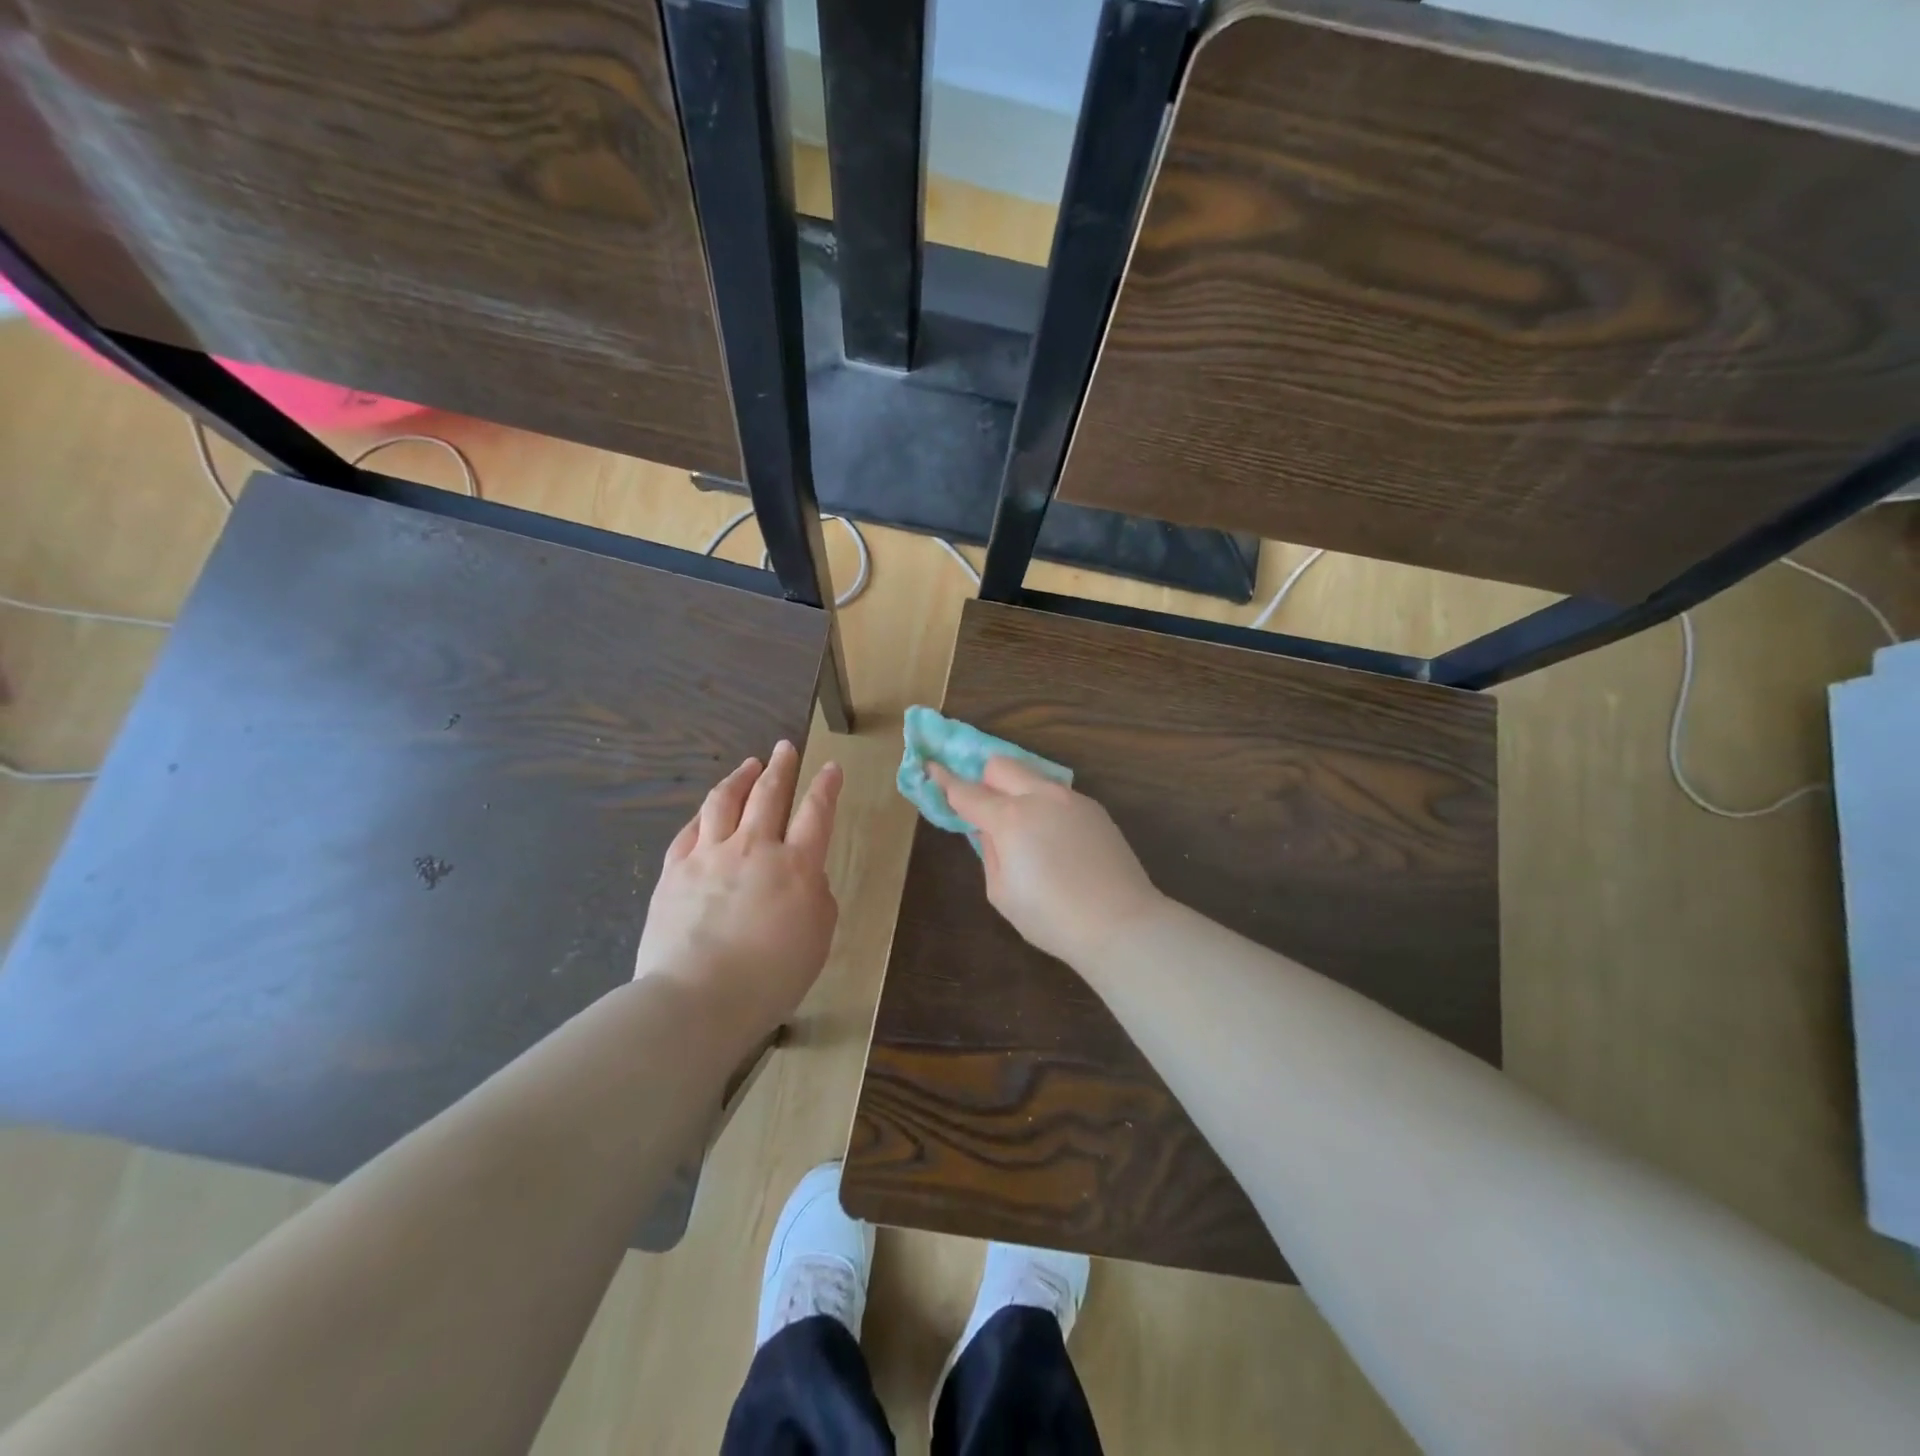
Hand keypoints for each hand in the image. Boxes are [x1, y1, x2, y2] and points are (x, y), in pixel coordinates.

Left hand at [634, 740, 842, 1040]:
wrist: (697, 997)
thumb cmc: (769, 976)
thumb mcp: (817, 939)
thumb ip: (817, 899)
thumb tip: (806, 878)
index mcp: (795, 865)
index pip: (815, 813)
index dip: (825, 787)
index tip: (831, 767)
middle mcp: (753, 848)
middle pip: (768, 794)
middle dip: (781, 767)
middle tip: (785, 748)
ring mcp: (709, 855)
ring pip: (725, 801)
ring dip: (741, 778)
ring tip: (749, 764)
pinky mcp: (675, 871)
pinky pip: (690, 830)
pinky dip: (703, 813)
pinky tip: (706, 808)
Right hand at [929, 756, 1164, 967]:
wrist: (1119, 922)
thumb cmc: (1051, 917)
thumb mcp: (1001, 892)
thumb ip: (989, 851)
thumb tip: (987, 829)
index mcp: (1010, 818)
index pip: (966, 792)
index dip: (945, 780)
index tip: (931, 768)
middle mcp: (1040, 797)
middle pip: (1000, 765)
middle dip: (985, 779)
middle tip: (985, 810)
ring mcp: (1071, 799)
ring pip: (1033, 776)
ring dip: (1018, 790)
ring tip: (1025, 830)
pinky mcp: (1095, 809)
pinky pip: (1059, 795)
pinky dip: (1045, 806)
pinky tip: (1056, 842)